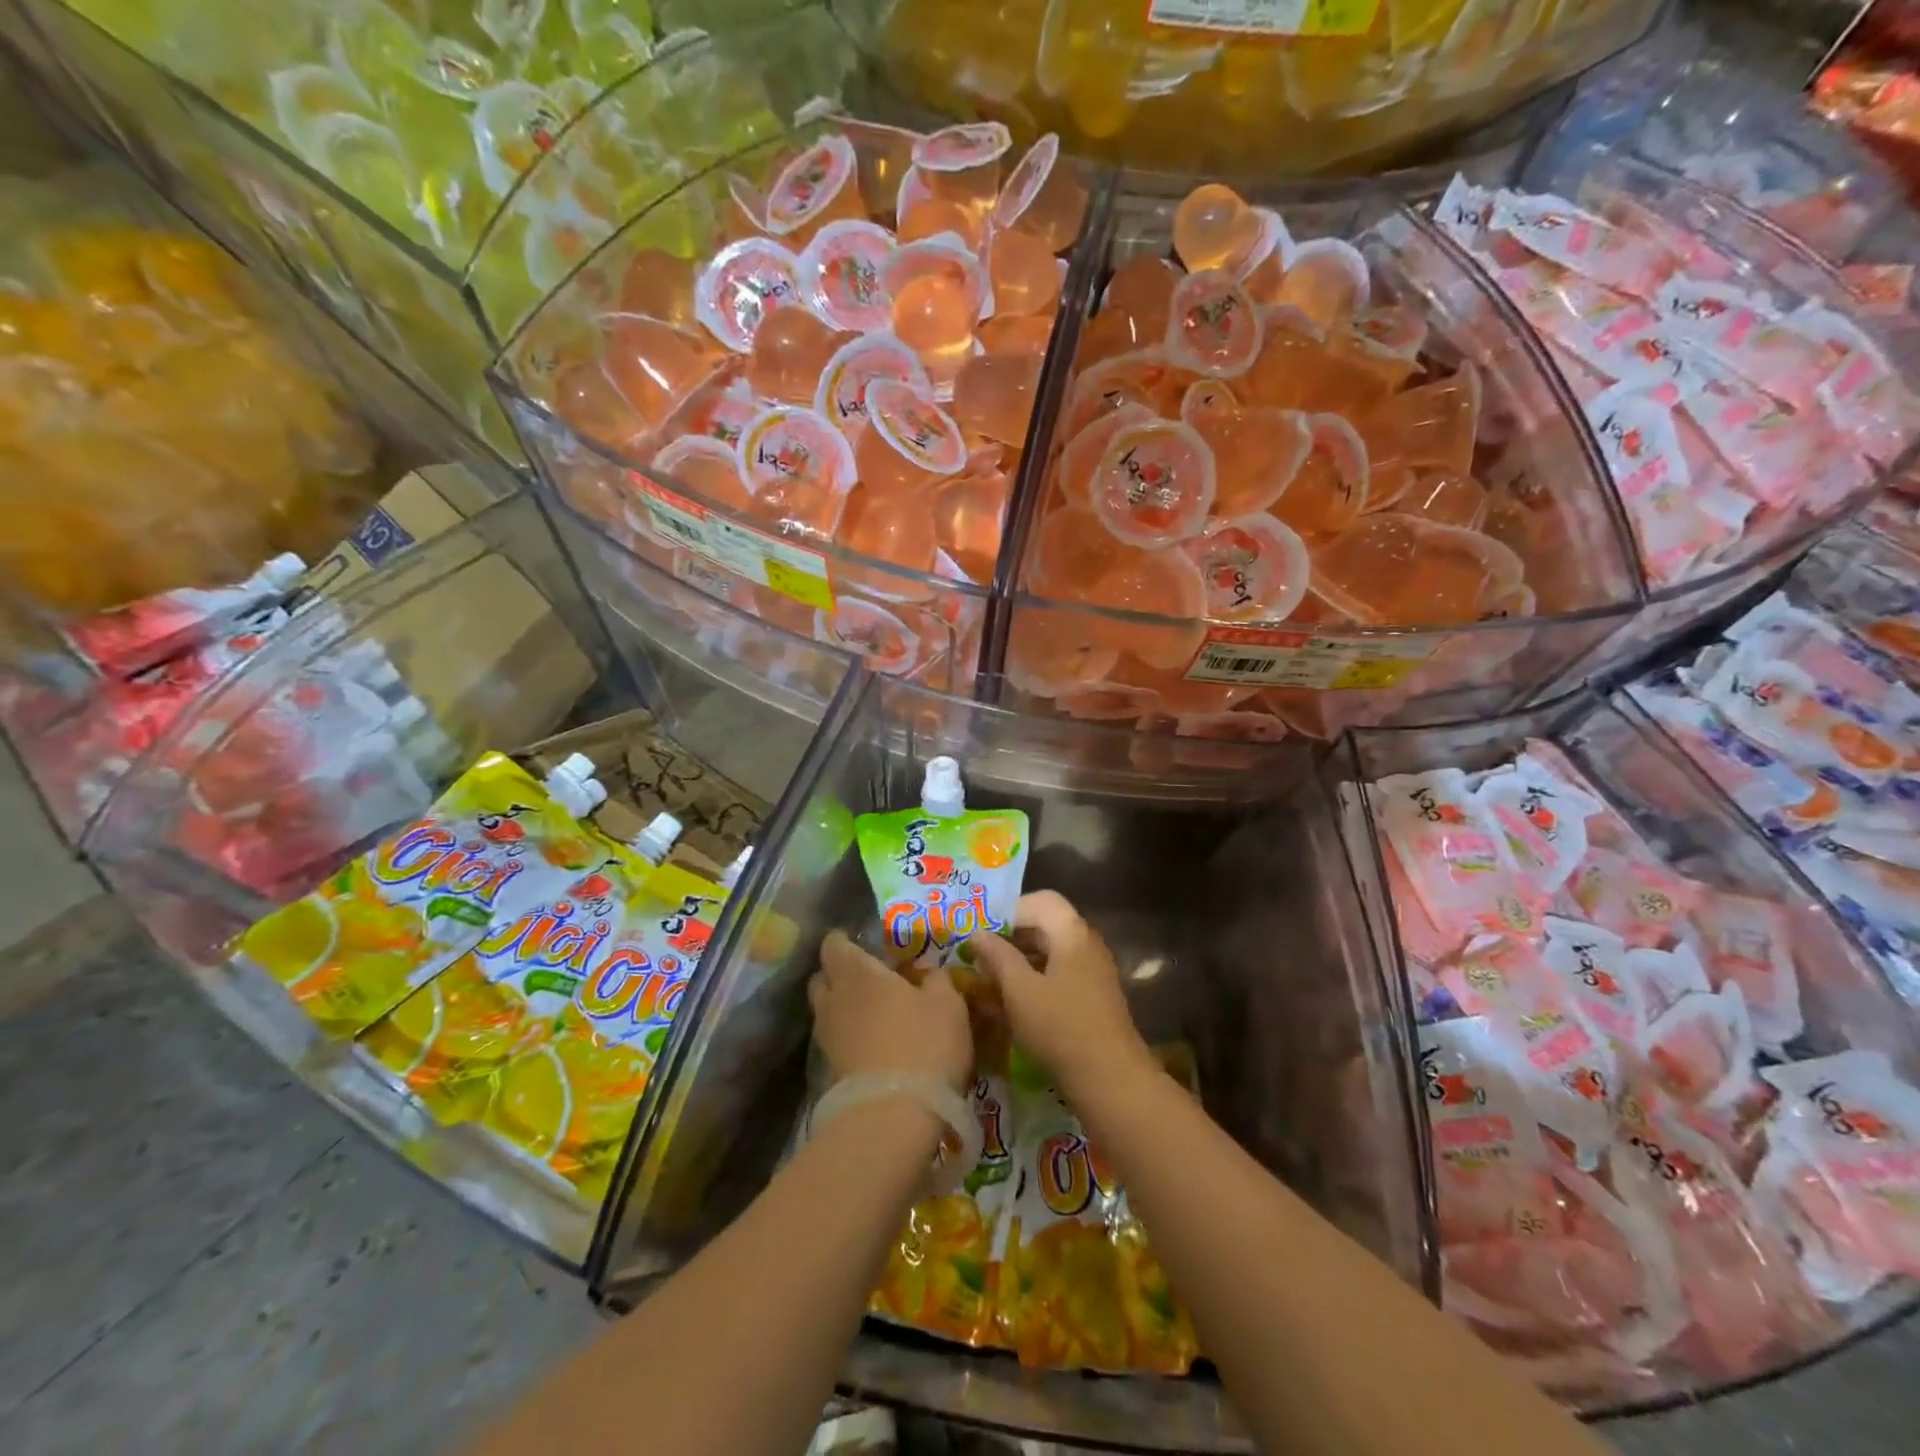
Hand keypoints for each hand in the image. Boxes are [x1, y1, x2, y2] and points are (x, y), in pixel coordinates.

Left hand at [808, 931, 972, 1093]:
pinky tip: (874, 1042)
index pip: (834, 944)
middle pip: (822, 976)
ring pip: (827, 1009)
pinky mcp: (829, 1069)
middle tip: (869, 976)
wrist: (894, 1116)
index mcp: (858, 972)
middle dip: (839, 972)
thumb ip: (937, 980)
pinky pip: (835, 1039)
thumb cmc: (924, 1044)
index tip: (862, 942)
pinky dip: (849, 1035)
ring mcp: (827, 1036)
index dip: (844, 940)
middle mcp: (834, 999)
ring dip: (843, 1006)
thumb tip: (929, 973)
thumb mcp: (948, 1004)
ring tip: (873, 1011)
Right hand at [971, 891, 1155, 1098]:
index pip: (1040, 901)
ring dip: (1021, 960)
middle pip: (1046, 925)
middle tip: (980, 956)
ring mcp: (1094, 971)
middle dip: (1011, 937)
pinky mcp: (1094, 996)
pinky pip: (1060, 973)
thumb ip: (997, 956)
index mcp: (1072, 933)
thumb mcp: (1019, 990)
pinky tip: (1014, 1001)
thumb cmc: (1060, 1028)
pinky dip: (1035, 978)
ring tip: (990, 979)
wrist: (1111, 1080)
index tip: (981, 932)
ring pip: (1051, 951)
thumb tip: (978, 932)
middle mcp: (1087, 944)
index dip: (1008, 910)